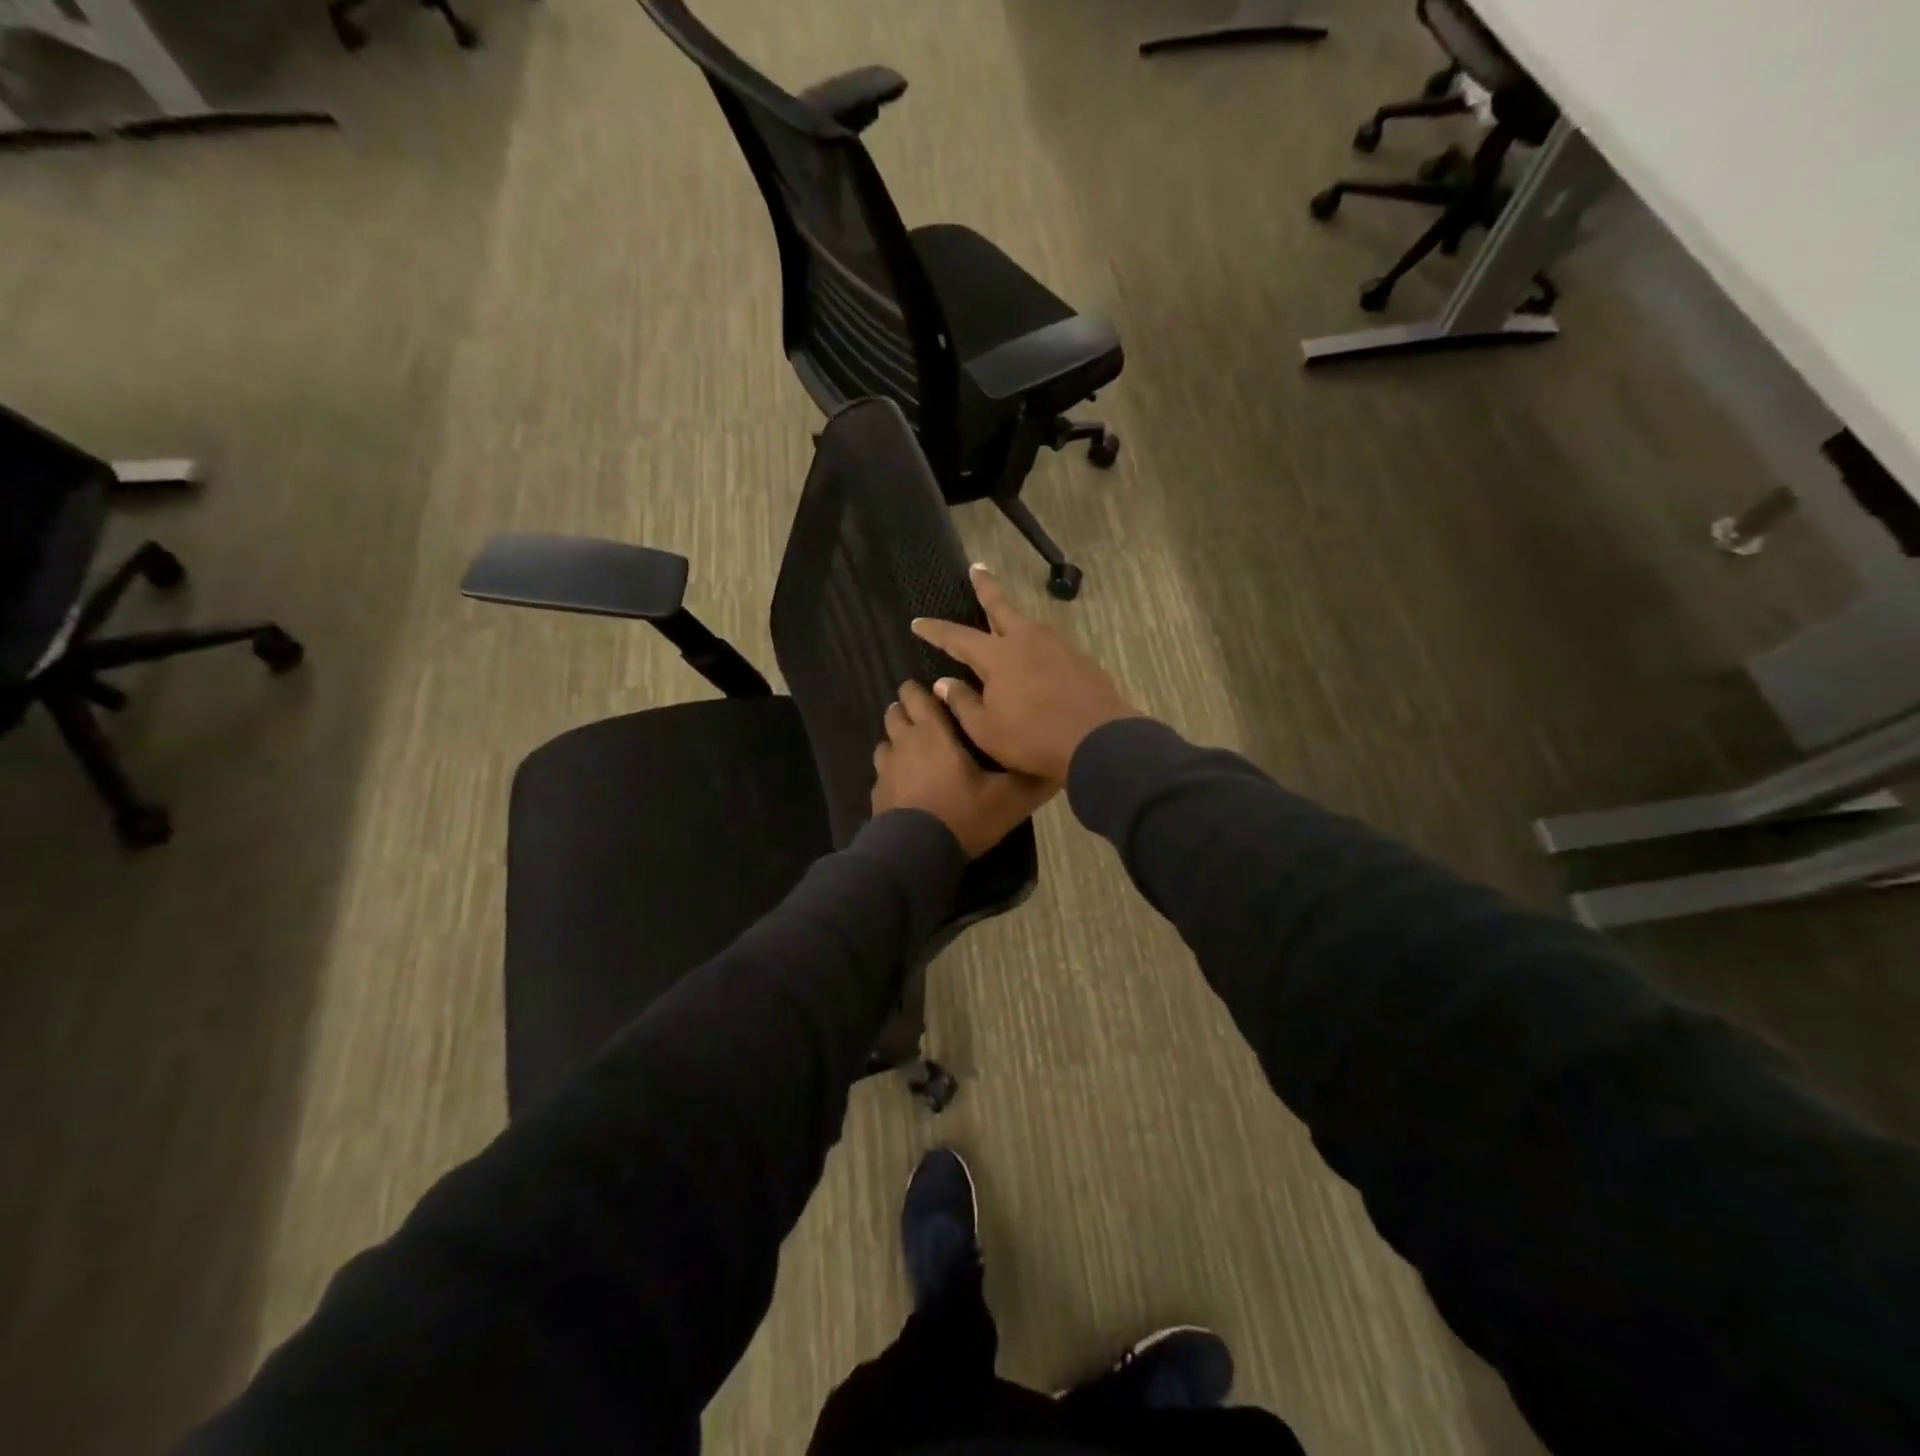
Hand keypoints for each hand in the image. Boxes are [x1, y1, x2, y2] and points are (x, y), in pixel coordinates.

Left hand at [871, 680, 1055, 857]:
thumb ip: (1031, 780)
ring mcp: (885, 770)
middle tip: (928, 719)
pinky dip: (891, 771)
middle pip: (895, 713)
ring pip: (885, 741)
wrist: (915, 855)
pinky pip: (882, 772)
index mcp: (932, 733)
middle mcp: (903, 743)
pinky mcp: (876, 795)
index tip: (936, 693)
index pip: (917, 696)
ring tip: (915, 751)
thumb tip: (1056, 766)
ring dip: (897, 740)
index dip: (921, 690)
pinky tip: (905, 785)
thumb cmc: (962, 815)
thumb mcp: (1007, 800)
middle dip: (907, 710)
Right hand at [910, 564, 1138, 784]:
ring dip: (1013, 616)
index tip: (918, 622)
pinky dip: (1036, 641)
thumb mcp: (985, 729)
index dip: (935, 630)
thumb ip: (962, 703)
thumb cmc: (1032, 738)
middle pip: (1001, 606)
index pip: (957, 637)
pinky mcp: (1079, 659)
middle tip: (977, 568)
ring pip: (1028, 623)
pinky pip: (1049, 642)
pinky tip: (1036, 651)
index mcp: (997, 656)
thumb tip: (944, 683)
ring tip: (1006, 616)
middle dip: (986, 587)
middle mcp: (1026, 640)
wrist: (1097, 740)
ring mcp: (1057, 646)